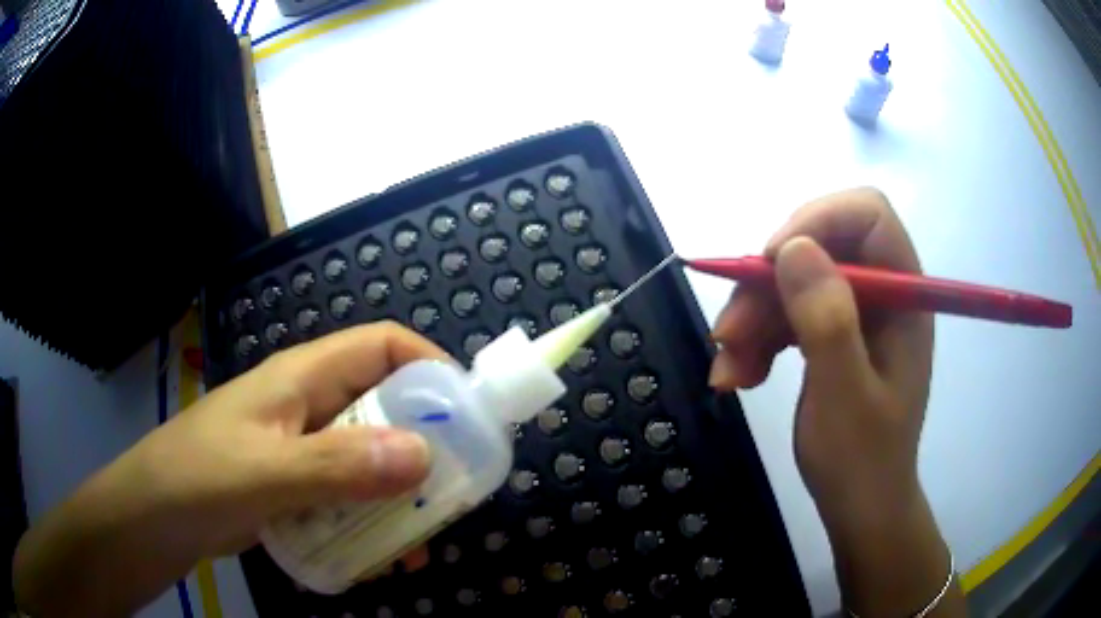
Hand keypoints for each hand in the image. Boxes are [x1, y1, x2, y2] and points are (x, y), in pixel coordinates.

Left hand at [15, 322, 444, 617]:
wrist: (153, 519)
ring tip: (421, 537)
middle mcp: (307, 407)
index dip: (429, 365)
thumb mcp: (265, 474)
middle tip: (455, 489)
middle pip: (383, 404)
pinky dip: (371, 519)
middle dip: (426, 442)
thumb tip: (425, 454)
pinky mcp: (294, 487)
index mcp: (301, 378)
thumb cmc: (196, 480)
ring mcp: (301, 450)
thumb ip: (339, 466)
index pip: (381, 345)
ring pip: (368, 456)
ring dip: (400, 492)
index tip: (468, 412)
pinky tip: (381, 555)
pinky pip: (348, 494)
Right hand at [709, 189, 964, 616]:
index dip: (819, 220)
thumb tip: (793, 248)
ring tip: (727, 369)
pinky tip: (738, 376)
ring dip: (752, 320)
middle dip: (768, 285)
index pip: (869, 216)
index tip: (770, 259)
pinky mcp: (829, 334)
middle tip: (729, 333)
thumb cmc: (863, 462)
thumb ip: (828, 322)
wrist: (858, 507)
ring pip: (792, 283)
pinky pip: (784, 316)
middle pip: (819, 248)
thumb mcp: (845, 397)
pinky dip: (755, 342)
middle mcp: (881, 295)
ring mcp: (854, 314)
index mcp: (904, 297)